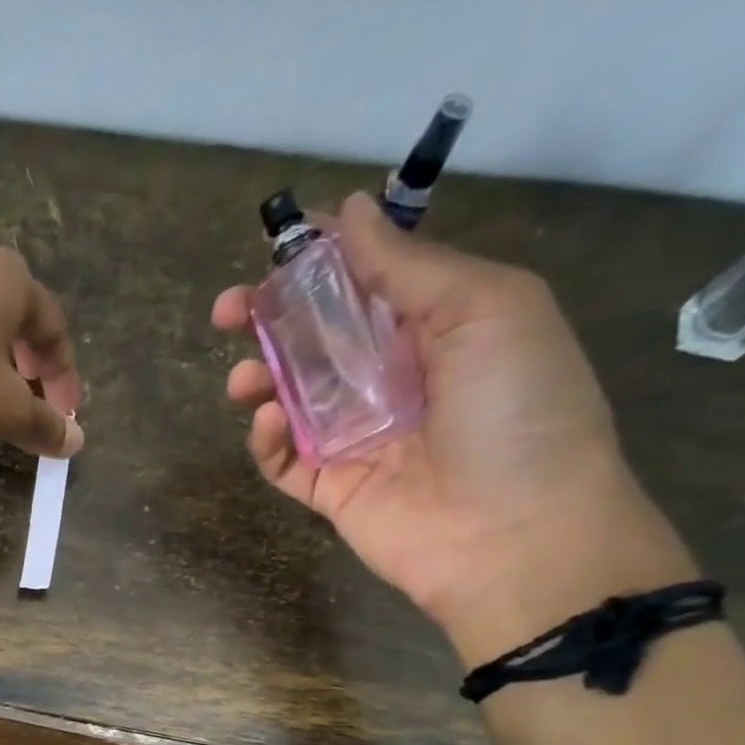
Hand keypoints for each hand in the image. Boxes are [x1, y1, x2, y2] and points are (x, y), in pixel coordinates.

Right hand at [214, 192, 694, 661]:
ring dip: (257, 377)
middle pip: (313, 338)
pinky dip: (265, 440)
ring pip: (287, 397)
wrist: (515, 534)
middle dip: (267, 319)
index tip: (276, 247)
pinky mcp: (330, 486)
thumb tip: (348, 211)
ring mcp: (355, 436)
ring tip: (242, 379)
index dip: (317, 260)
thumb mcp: (484, 309)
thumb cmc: (517, 410)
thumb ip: (408, 266)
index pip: (362, 281)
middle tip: (227, 311)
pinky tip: (267, 424)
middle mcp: (388, 377)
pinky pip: (283, 459)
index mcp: (433, 326)